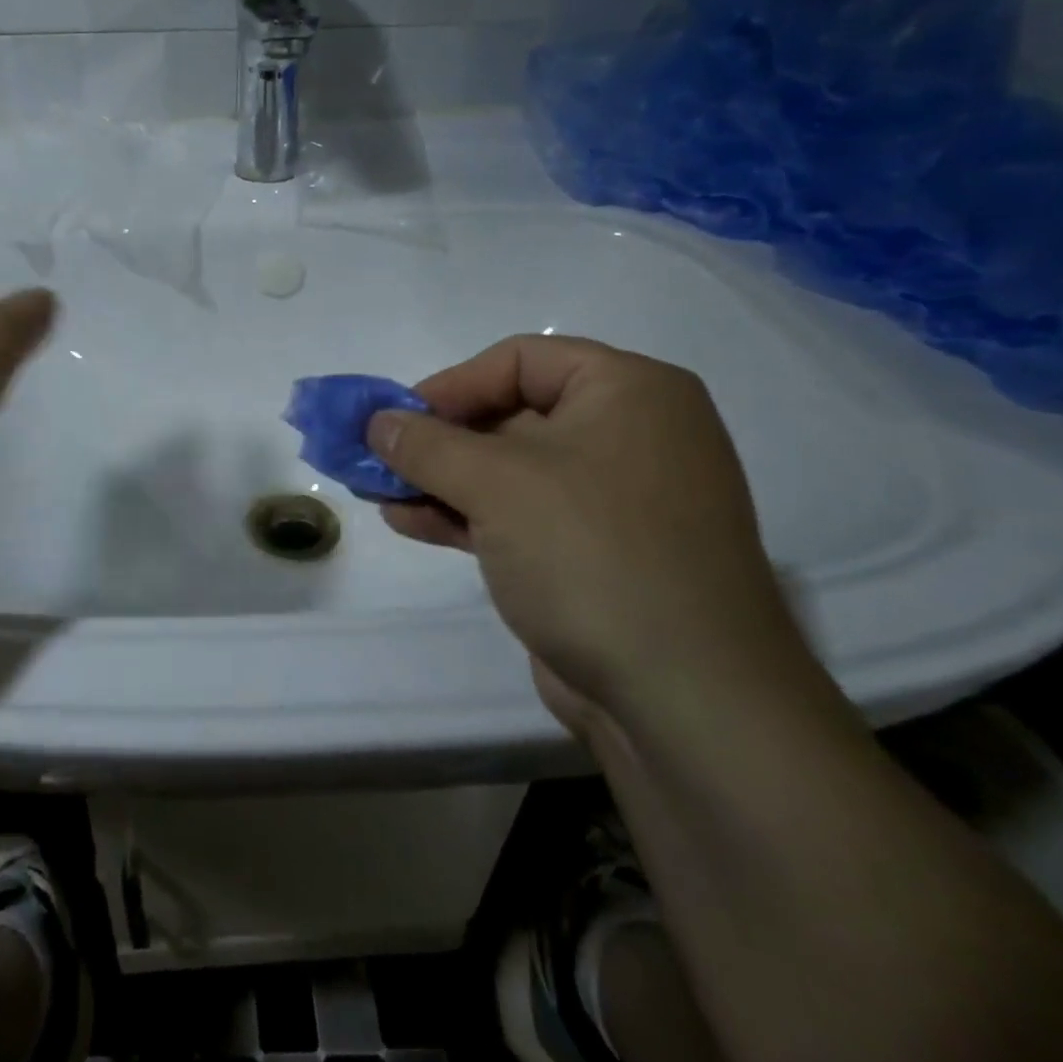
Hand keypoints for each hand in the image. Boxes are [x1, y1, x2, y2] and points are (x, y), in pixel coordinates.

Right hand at [367, 336, 815, 737]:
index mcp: (629, 392)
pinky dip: (466, 514)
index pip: (520, 360)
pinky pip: (521, 515)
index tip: (397, 417)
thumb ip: (424, 444)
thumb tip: (375, 422)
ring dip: (441, 479)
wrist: (687, 701)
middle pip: (511, 414)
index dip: (451, 384)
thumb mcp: (495, 484)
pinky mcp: (598, 554)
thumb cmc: (592, 554)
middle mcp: (630, 435)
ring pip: (510, 471)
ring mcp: (616, 500)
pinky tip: (409, 522)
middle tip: (379, 457)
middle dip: (437, 439)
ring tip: (378, 493)